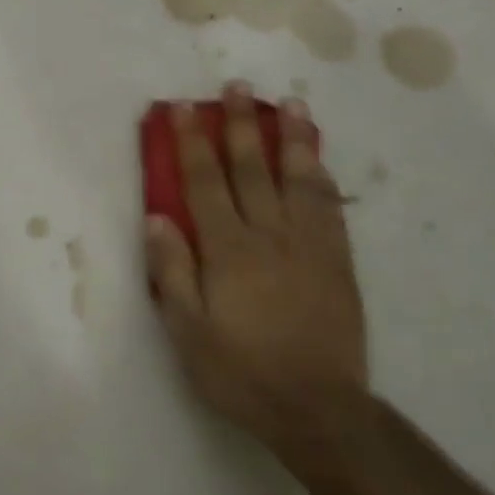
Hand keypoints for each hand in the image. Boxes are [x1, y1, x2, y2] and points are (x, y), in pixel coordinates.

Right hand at [145, 85, 368, 468]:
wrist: (317, 407)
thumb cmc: (240, 371)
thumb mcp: (187, 331)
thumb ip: (171, 271)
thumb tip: (156, 217)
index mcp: (228, 250)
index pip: (204, 183)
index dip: (192, 142)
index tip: (183, 108)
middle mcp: (270, 235)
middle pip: (252, 168)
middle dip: (240, 125)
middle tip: (236, 87)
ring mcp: (310, 245)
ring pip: (299, 178)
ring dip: (291, 138)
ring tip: (289, 104)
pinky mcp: (337, 261)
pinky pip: (330, 206)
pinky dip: (321, 175)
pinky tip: (318, 159)